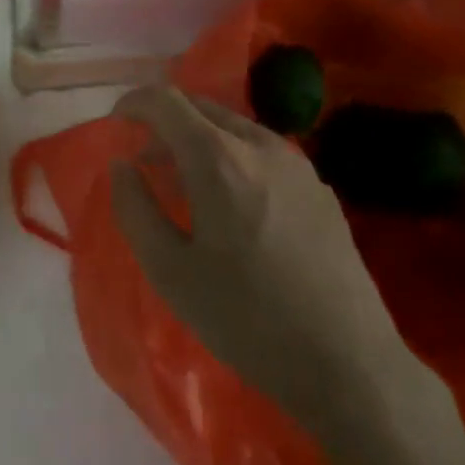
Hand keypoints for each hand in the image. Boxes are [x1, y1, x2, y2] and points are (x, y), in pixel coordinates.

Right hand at [109, 86, 411, 411]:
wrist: (348, 363)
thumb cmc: (247, 318)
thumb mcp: (170, 271)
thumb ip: (134, 208)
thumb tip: (121, 165)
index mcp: (218, 158)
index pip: (165, 100)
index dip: (133, 103)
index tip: (115, 124)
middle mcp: (259, 144)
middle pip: (200, 107)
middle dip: (164, 123)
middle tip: (145, 163)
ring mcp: (296, 162)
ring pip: (233, 127)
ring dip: (199, 139)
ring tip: (186, 185)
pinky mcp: (319, 186)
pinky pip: (261, 150)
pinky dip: (232, 156)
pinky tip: (233, 205)